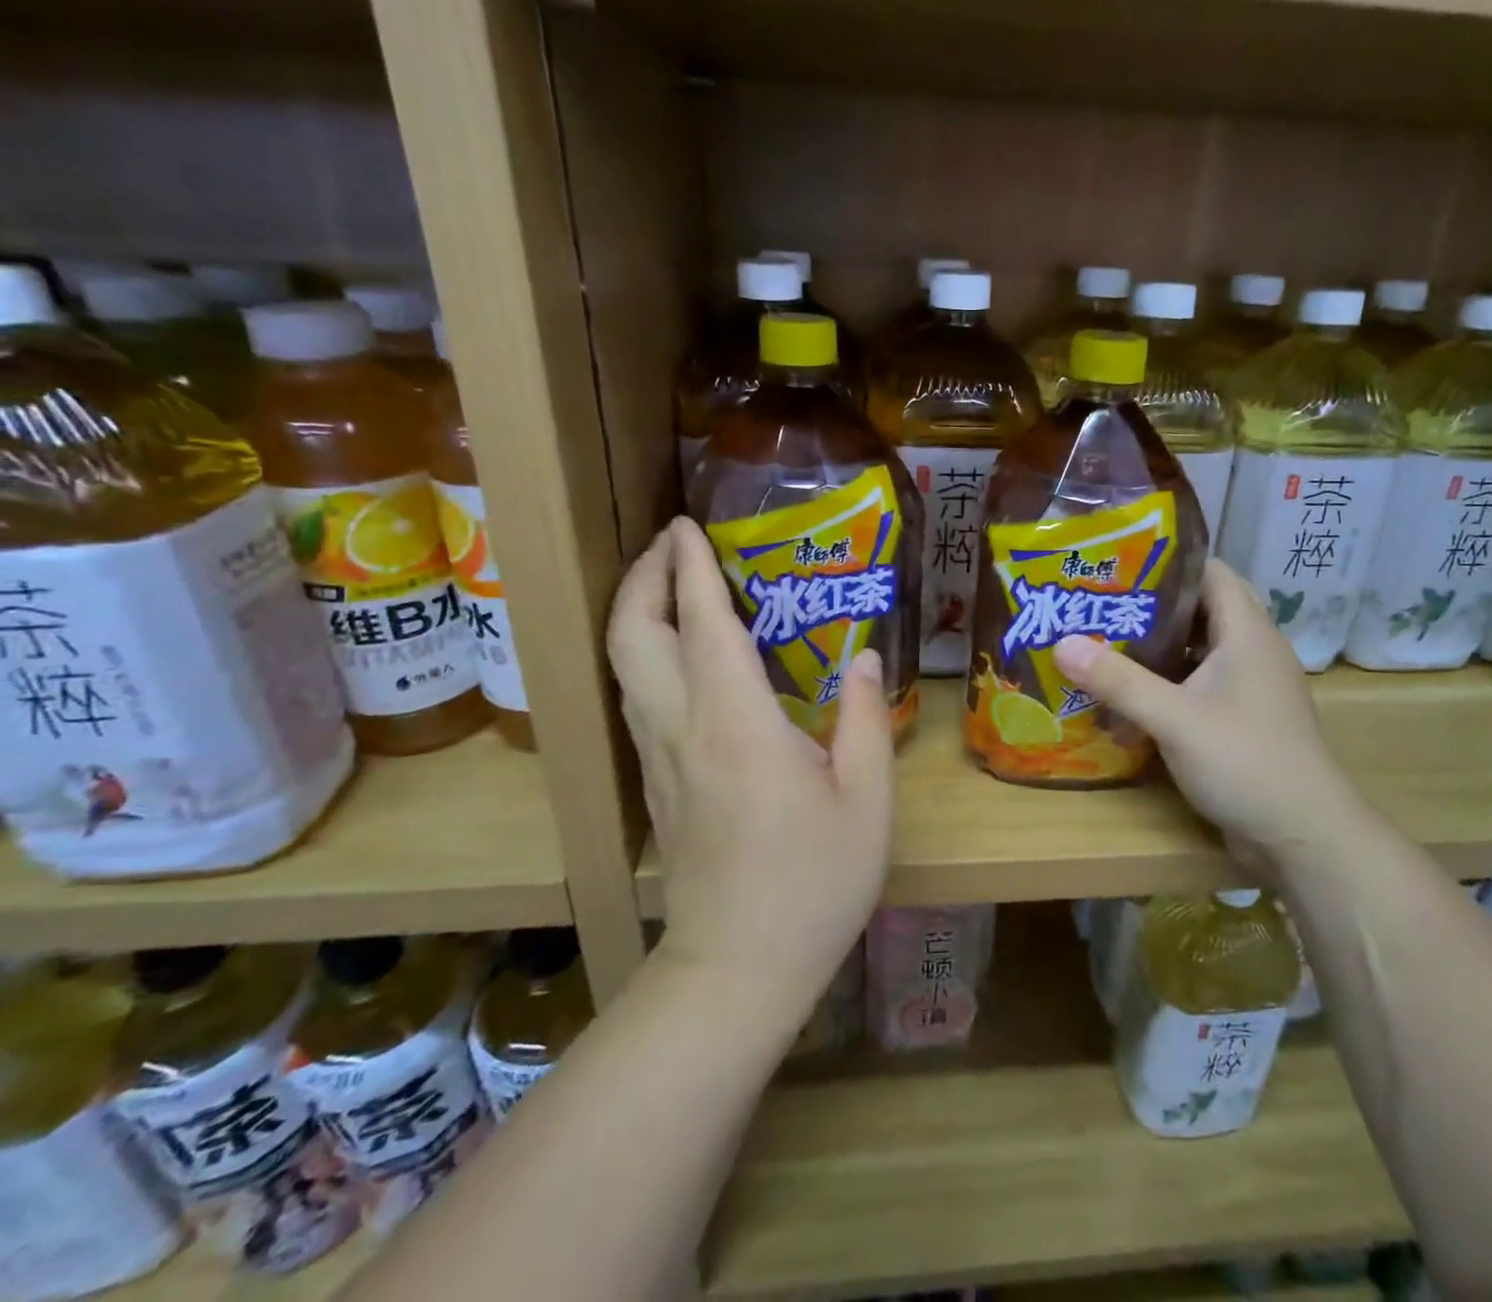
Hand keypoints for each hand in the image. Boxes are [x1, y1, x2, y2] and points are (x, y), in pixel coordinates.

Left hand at [606, 517, 894, 1021]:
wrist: (739, 967)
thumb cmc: (814, 882)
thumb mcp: (867, 799)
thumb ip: (863, 717)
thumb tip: (861, 657)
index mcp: (737, 722)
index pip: (702, 623)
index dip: (690, 567)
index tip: (687, 525)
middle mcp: (683, 727)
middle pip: (632, 634)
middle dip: (644, 577)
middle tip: (671, 543)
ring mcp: (659, 757)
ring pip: (624, 665)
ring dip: (637, 612)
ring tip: (669, 584)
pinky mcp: (656, 783)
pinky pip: (637, 697)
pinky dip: (645, 653)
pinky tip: (679, 654)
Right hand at [1054, 558, 1363, 864]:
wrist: (1304, 837)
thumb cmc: (1245, 761)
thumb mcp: (1174, 718)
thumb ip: (1118, 681)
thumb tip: (1061, 643)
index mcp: (1247, 632)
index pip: (1211, 572)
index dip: (1167, 562)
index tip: (1116, 564)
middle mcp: (1254, 650)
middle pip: (1200, 609)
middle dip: (1150, 605)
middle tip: (1098, 604)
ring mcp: (1251, 687)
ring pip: (1199, 650)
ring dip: (1156, 646)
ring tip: (1103, 642)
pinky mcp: (1243, 719)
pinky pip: (1201, 684)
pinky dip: (1168, 681)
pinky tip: (1131, 693)